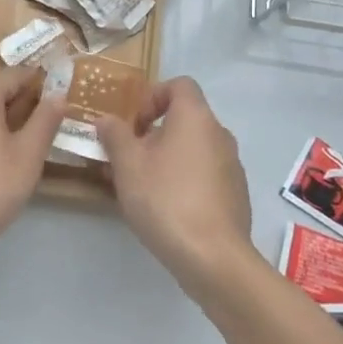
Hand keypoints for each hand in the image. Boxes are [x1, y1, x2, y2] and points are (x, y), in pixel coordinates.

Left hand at [0, 63, 65, 263]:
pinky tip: (0, 154)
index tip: (65, 109)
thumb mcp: (27, 155)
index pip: (22, 74)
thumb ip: (45, 120)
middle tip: (47, 130)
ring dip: (6, 115)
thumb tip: (59, 95)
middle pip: (0, 84)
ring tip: (27, 144)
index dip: (46, 89)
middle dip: (24, 101)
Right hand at [97, 78, 252, 300]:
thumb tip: (107, 120)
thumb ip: (114, 135)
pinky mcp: (235, 195)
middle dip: (152, 133)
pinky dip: (184, 180)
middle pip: (184, 119)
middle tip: (127, 159)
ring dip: (166, 158)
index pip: (179, 84)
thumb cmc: (165, 199)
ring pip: (193, 149)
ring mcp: (232, 166)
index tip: (133, 124)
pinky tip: (165, 209)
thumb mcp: (127, 164)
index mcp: (195, 117)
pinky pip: (204, 174)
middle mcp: (219, 134)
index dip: (152, 96)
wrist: (213, 258)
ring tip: (140, 187)